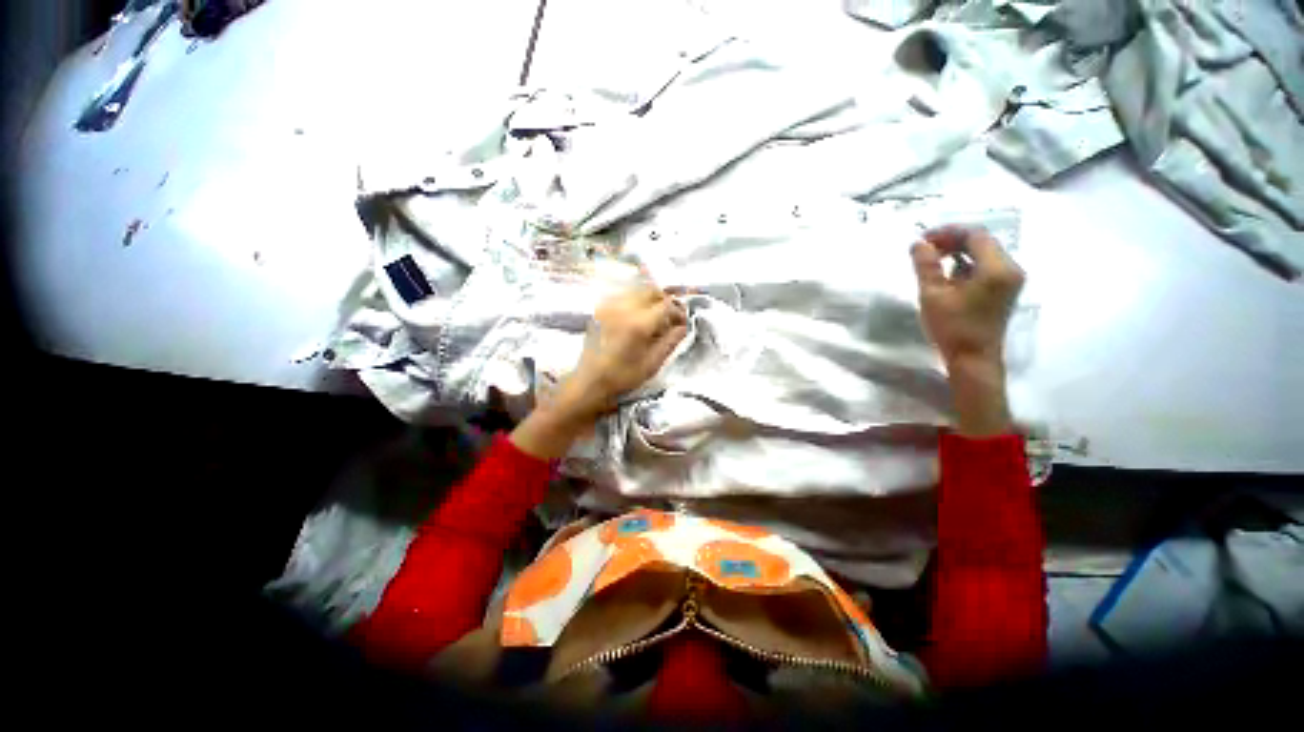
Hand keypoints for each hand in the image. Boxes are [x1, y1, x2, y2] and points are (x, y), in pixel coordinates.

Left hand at [563, 285, 688, 416]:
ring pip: (637, 290)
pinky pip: (624, 296)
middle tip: (670, 317)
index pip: (666, 305)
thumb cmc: (623, 376)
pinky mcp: (600, 308)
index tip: (682, 322)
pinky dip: (635, 301)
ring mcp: (609, 306)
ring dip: (650, 300)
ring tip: (655, 317)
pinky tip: (637, 318)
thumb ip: (671, 341)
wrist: (590, 381)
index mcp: (638, 323)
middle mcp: (623, 308)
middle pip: (651, 291)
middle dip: (665, 301)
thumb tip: (684, 326)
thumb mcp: (653, 363)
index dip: (678, 312)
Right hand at [911, 226, 1023, 436]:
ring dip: (958, 252)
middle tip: (924, 249)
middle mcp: (1011, 268)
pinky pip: (986, 266)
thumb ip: (926, 266)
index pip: (975, 235)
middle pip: (982, 241)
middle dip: (952, 241)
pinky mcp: (1005, 289)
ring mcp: (1010, 279)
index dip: (947, 232)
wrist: (973, 359)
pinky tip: (947, 274)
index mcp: (997, 268)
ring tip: (932, 261)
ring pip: (983, 253)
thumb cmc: (953, 327)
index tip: (922, 239)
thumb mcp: (933, 295)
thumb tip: (918, 243)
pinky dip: (966, 264)